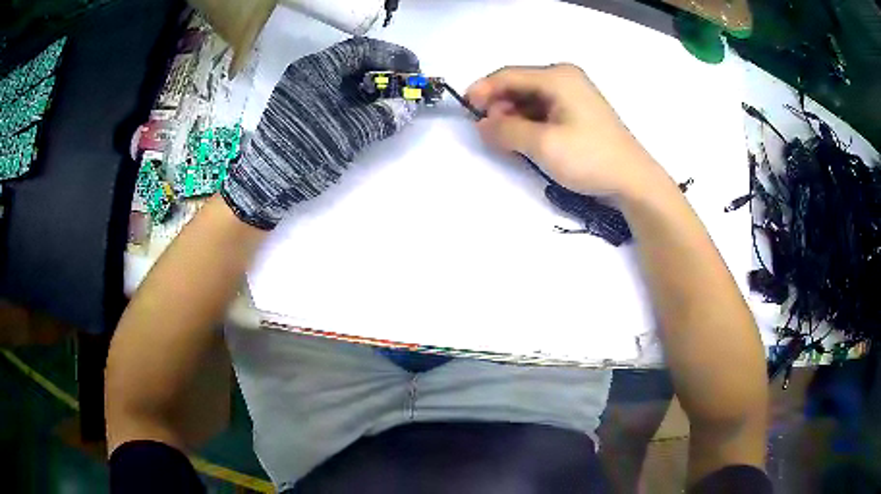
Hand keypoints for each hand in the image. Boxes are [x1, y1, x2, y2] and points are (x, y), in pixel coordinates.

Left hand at [222, 38, 420, 229]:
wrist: (266, 184)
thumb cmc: (306, 153)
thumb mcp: (349, 135)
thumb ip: (383, 117)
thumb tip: (410, 106)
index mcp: (316, 70)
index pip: (361, 50)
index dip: (392, 55)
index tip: (415, 68)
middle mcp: (307, 72)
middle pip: (353, 61)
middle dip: (382, 70)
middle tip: (406, 83)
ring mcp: (302, 89)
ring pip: (344, 77)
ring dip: (370, 84)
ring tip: (393, 97)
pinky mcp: (300, 106)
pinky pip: (334, 92)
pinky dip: (356, 97)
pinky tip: (370, 108)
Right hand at [466, 64, 662, 197]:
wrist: (633, 180)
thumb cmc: (590, 158)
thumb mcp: (543, 145)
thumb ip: (506, 130)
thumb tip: (481, 124)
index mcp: (557, 77)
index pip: (508, 75)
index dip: (483, 90)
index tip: (465, 109)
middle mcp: (565, 78)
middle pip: (519, 85)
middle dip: (499, 106)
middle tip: (488, 132)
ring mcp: (574, 95)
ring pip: (531, 99)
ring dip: (513, 116)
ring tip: (504, 140)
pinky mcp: (579, 112)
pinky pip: (544, 110)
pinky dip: (529, 122)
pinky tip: (524, 139)